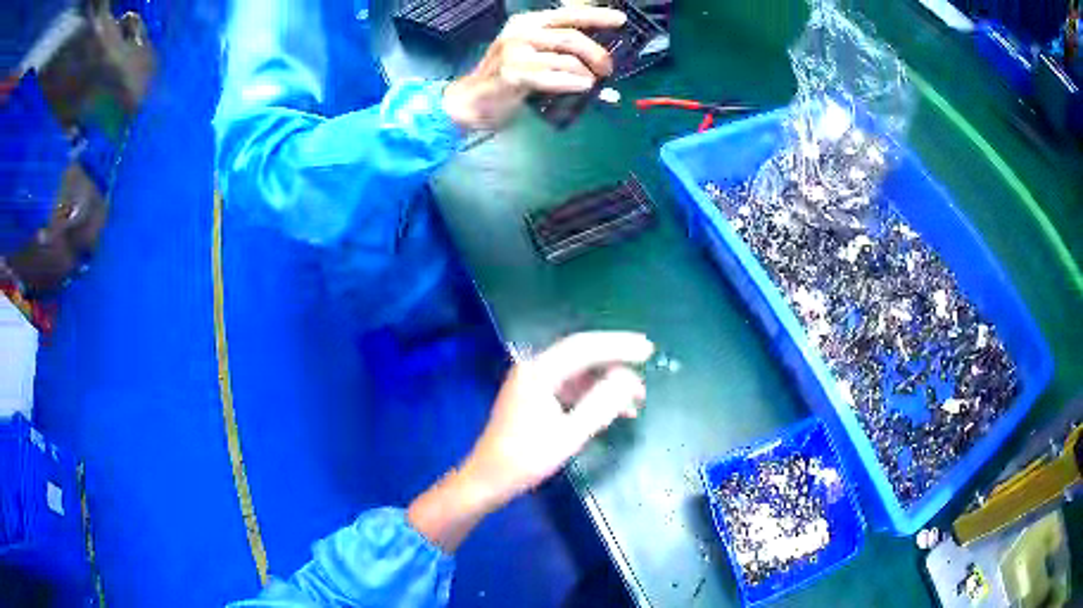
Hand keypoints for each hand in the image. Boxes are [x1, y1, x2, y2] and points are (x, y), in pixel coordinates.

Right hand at [442, 6, 626, 129]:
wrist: (472, 100)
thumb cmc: (506, 78)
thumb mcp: (532, 54)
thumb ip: (560, 51)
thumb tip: (600, 60)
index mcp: (527, 22)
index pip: (567, 14)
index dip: (596, 16)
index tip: (620, 20)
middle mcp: (521, 32)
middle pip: (572, 38)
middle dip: (596, 54)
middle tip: (607, 69)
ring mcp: (515, 52)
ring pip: (567, 59)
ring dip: (586, 74)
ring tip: (590, 84)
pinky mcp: (514, 74)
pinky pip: (555, 77)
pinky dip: (573, 83)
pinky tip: (581, 87)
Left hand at [461, 331, 654, 504]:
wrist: (488, 479)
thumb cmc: (526, 459)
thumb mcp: (569, 435)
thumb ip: (600, 405)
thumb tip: (628, 380)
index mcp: (538, 372)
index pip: (584, 347)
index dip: (618, 346)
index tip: (647, 349)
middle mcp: (534, 369)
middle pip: (582, 354)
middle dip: (616, 360)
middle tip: (647, 364)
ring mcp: (533, 382)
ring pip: (579, 372)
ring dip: (608, 381)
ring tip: (637, 397)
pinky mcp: (535, 397)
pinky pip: (571, 387)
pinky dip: (594, 395)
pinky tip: (616, 409)